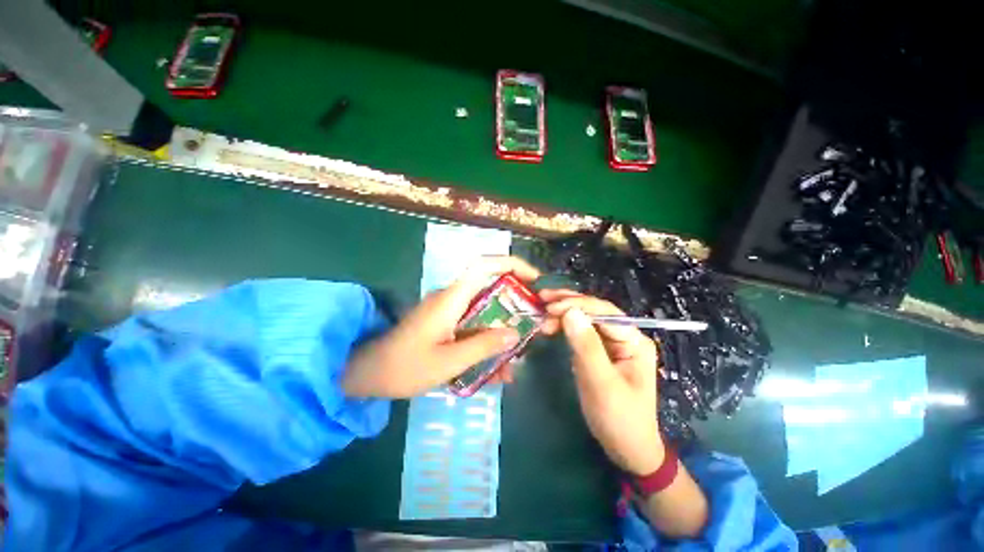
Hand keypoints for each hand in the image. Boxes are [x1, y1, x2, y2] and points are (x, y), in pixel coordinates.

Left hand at [343, 256, 540, 397]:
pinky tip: (496, 370)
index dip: (511, 265)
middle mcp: (453, 298)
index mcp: (451, 298)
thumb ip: (483, 346)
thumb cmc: (404, 366)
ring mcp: (450, 310)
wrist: (369, 373)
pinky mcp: (447, 323)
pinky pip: (474, 326)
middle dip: (515, 305)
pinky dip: (488, 342)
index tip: (535, 279)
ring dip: (502, 330)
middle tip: (534, 325)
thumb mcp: (448, 362)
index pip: (484, 266)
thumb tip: (515, 333)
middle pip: (491, 288)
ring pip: (486, 311)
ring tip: (516, 360)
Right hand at [541, 290, 663, 475]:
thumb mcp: (601, 383)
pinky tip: (552, 324)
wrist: (627, 449)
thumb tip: (570, 312)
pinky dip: (565, 325)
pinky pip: (581, 331)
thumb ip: (587, 346)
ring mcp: (612, 343)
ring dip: (564, 312)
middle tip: (542, 300)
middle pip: (595, 310)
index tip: (549, 308)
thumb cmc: (619, 419)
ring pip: (586, 318)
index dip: (576, 305)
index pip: (604, 312)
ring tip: (542, 309)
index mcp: (634, 340)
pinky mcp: (600, 351)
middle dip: (568, 303)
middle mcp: (625, 336)